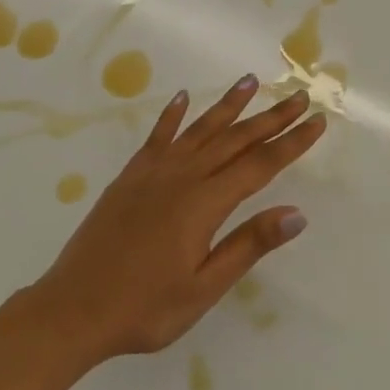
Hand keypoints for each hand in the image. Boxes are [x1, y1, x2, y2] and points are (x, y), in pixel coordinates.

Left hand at [32, 77, 325, 361]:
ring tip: (251, 81)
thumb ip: (248, 245)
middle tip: (299, 96)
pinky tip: (182, 98)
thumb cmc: (144, 308)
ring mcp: (152, 172)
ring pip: (199, 129)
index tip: (317, 121)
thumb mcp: (203, 287)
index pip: (259, 165)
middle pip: (235, 139)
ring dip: (228, 105)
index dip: (291, 143)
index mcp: (204, 203)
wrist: (72, 308)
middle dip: (271, 118)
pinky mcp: (130, 176)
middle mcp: (182, 176)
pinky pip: (157, 136)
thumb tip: (296, 213)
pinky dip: (172, 115)